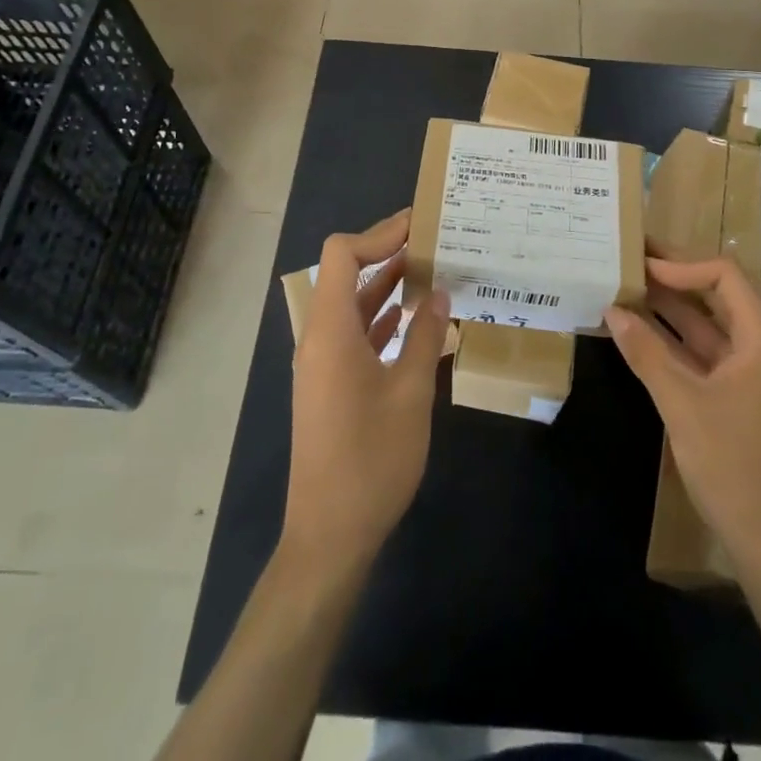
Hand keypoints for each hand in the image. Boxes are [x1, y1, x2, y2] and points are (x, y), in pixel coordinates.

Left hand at [282, 210, 451, 576]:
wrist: (329, 535)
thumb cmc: (371, 460)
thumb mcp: (410, 393)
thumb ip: (424, 336)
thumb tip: (439, 293)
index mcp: (331, 331)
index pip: (343, 254)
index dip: (378, 234)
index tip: (420, 226)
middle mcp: (320, 337)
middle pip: (346, 273)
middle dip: (387, 252)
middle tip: (434, 240)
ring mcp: (323, 362)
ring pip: (353, 303)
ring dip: (387, 284)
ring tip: (433, 270)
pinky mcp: (330, 383)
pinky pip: (355, 331)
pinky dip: (383, 316)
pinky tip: (415, 317)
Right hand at [605, 257, 760, 578]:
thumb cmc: (734, 466)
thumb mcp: (683, 405)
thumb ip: (647, 354)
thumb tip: (612, 309)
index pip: (723, 275)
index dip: (681, 264)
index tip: (641, 265)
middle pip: (716, 296)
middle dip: (673, 278)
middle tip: (629, 260)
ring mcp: (751, 375)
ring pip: (707, 327)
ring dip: (669, 311)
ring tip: (626, 290)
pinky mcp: (739, 399)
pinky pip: (704, 356)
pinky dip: (673, 343)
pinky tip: (640, 337)